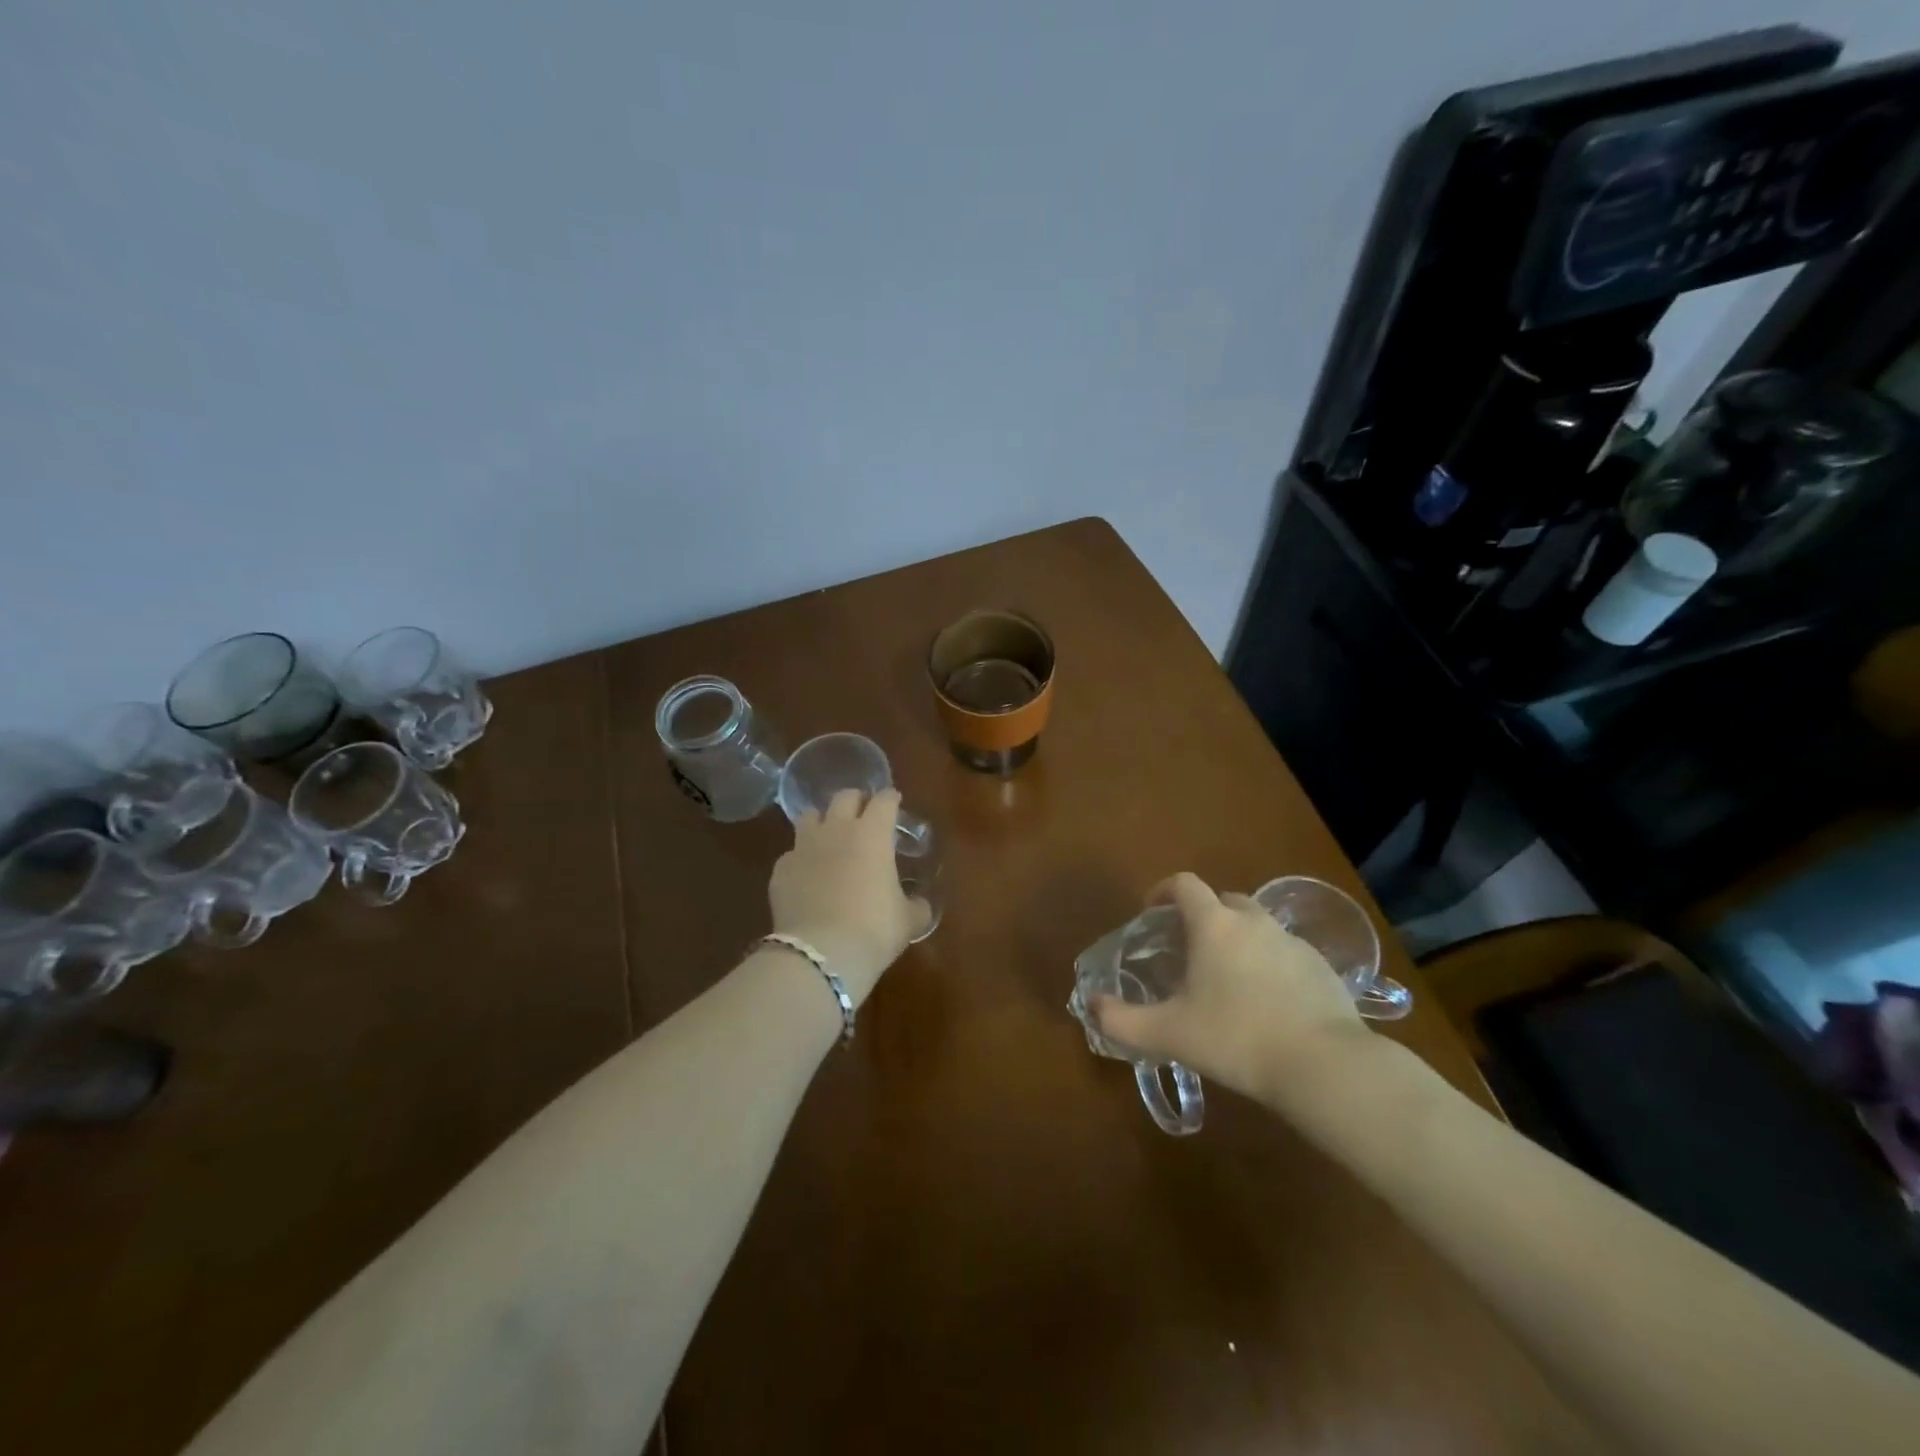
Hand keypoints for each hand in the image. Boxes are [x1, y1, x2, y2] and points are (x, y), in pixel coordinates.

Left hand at [768, 788, 931, 1005]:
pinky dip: (800, 860)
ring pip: (809, 816)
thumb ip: (916, 906)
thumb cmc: (873, 930)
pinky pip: (791, 854)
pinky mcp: (781, 870)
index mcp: (872, 834)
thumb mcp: (907, 921)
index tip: (894, 802)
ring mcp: (803, 847)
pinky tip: (806, 877)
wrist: (821, 954)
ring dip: (821, 822)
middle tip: (863, 813)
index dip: (890, 799)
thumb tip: (919, 905)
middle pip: (844, 797)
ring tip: (828, 837)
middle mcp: (836, 830)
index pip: (884, 801)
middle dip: (856, 801)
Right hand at [1089, 871, 1370, 1106]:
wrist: (1324, 1066)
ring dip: (1239, 940)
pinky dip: (1271, 965)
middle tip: (1190, 950)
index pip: (1184, 884)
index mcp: (1214, 925)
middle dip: (1204, 915)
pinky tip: (1268, 1004)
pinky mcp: (1323, 967)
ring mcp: (1293, 942)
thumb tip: (1092, 1006)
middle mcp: (1253, 922)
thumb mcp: (1169, 1034)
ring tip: (1228, 980)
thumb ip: (1122, 1020)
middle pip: (1224, 900)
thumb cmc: (1236, 1038)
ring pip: (1258, 926)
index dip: (1163, 891)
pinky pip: (1286, 953)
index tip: (1151, 913)